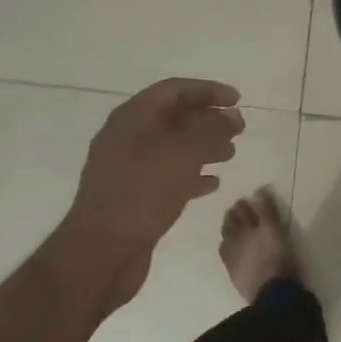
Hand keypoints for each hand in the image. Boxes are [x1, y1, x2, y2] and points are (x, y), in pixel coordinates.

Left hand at [62, 78, 243, 306]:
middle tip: (239, 128)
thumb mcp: (183, 154)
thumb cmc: (143, 192)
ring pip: (171, 147)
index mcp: (132, 117)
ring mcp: (127, 168)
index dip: (207, 90)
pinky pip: (166, 176)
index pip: (174, 90)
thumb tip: (231, 116)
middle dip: (207, 119)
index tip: (237, 100)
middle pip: (172, 117)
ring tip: (231, 153)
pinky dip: (190, 174)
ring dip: (203, 147)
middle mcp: (126, 137)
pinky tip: (212, 184)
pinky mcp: (131, 196)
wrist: (101, 251)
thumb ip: (211, 130)